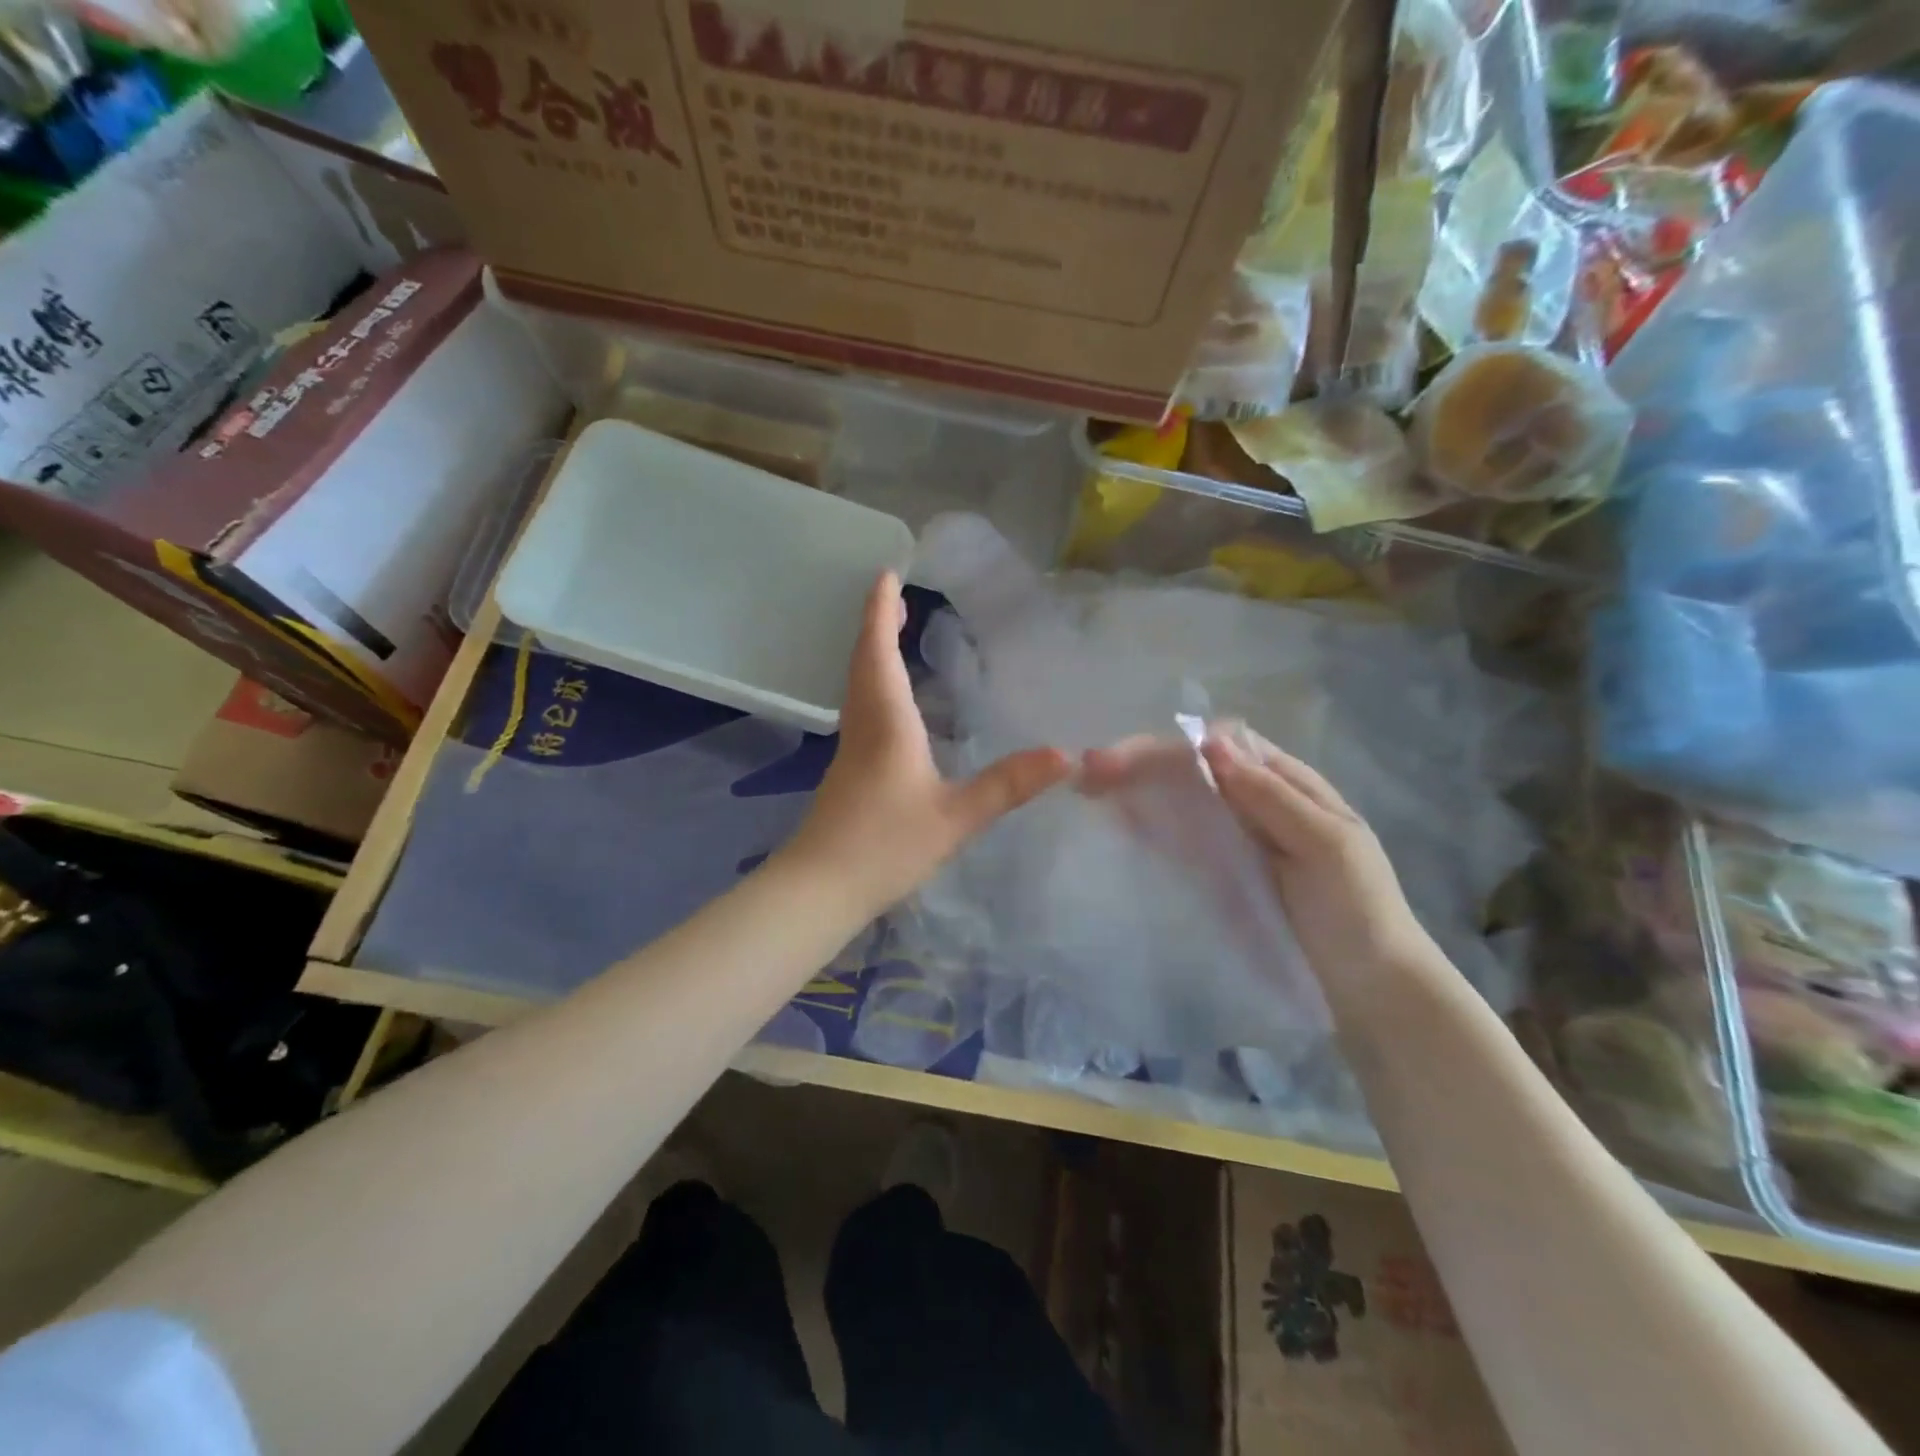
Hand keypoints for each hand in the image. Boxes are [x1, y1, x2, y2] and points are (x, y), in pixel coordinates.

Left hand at [781, 572, 1071, 915]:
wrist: (819, 889)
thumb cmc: (885, 845)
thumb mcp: (955, 817)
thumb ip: (1008, 785)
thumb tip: (1065, 755)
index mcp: (885, 721)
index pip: (878, 651)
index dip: (880, 611)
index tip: (886, 574)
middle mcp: (862, 725)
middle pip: (864, 661)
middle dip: (877, 625)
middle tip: (894, 598)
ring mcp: (850, 750)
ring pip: (859, 685)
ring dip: (873, 653)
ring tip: (893, 636)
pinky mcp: (847, 773)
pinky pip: (862, 710)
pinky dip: (875, 686)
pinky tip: (893, 705)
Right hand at [1082, 723, 1431, 977]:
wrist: (1372, 991)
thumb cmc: (1358, 911)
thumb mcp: (1326, 845)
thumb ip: (1271, 796)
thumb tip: (1209, 744)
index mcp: (1288, 784)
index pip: (1224, 744)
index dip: (1174, 744)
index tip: (1128, 757)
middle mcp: (1257, 801)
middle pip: (1194, 767)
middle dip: (1142, 762)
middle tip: (1089, 772)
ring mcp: (1237, 838)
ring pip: (1182, 799)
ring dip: (1138, 788)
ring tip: (1090, 790)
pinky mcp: (1223, 873)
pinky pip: (1183, 838)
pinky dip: (1150, 824)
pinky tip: (1120, 822)